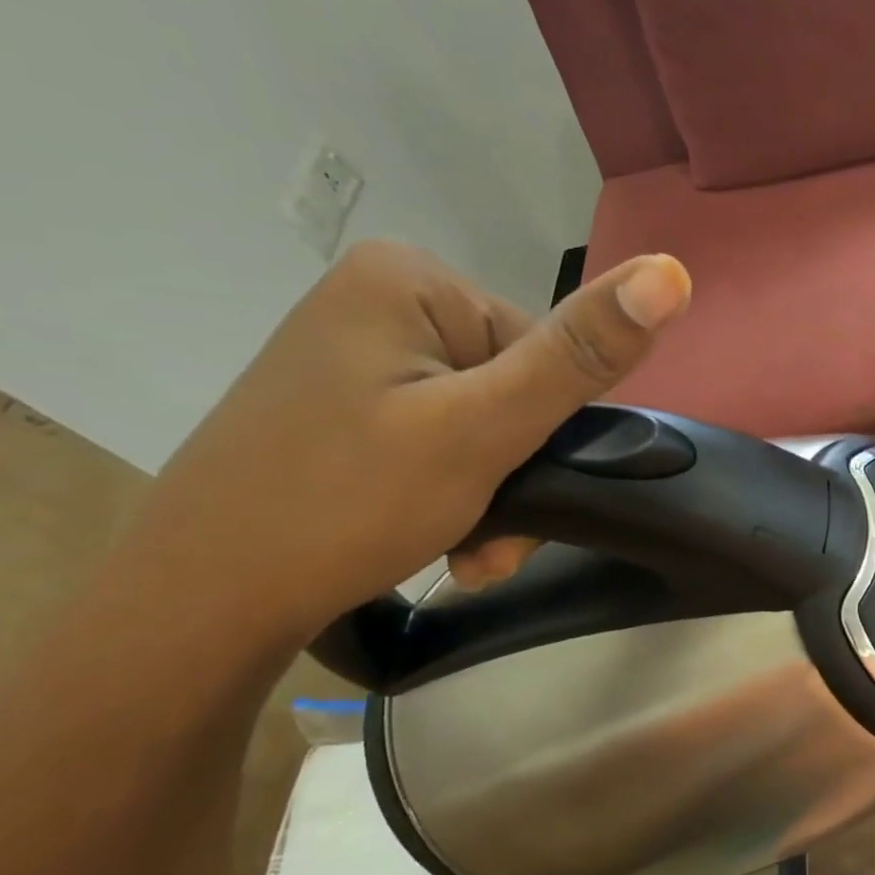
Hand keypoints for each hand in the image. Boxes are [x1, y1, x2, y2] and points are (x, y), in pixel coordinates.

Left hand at [130, 239, 690, 642]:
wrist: (204, 600)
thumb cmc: (347, 503)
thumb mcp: (484, 428)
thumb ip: (580, 355)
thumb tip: (670, 273)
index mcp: (412, 280)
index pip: (547, 350)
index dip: (548, 430)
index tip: (521, 491)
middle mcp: (384, 301)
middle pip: (515, 389)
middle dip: (518, 473)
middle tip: (491, 539)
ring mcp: (362, 354)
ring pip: (485, 424)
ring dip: (495, 494)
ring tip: (469, 551)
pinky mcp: (351, 402)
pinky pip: (444, 439)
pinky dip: (458, 493)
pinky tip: (444, 539)